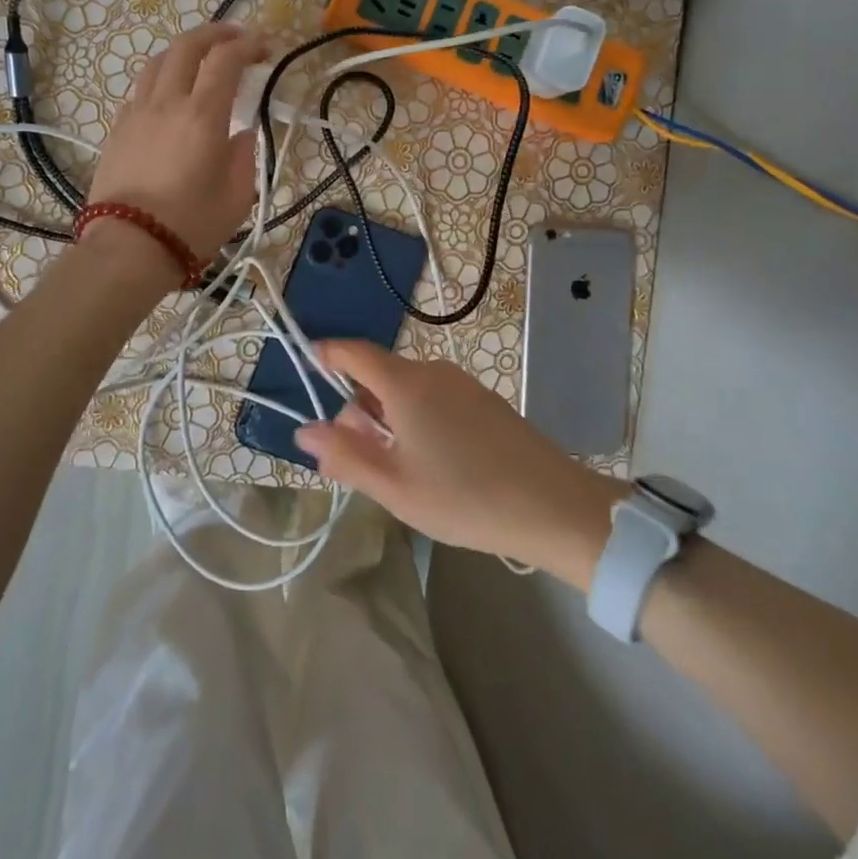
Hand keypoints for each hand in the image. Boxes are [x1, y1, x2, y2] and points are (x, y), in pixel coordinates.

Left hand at [87, 21, 265, 261]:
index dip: (248, 45)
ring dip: (184, 51)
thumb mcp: (238, 196)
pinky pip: (141, 89)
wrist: (129, 247)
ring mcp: (137, 113)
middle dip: (215, 33)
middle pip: (187, 46)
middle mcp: (167, 103)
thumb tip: (241, 134)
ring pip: (158, 62)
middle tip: (236, 38)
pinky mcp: (118, 129)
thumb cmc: (192, 225)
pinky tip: (171, 96)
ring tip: (201, 59)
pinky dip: (162, 79)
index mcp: (203, 115)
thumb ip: (245, 156)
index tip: (265, 48)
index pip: (225, 60)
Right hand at [295, 341, 628, 588]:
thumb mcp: (394, 486)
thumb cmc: (463, 496)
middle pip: (380, 375)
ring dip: (388, 418)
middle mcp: (433, 372)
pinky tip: (431, 462)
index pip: (355, 353)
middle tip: (355, 456)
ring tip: (395, 468)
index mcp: (405, 384)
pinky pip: (434, 398)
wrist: (552, 505)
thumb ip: (344, 455)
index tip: (309, 360)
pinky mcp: (484, 401)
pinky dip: (416, 419)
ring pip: (408, 390)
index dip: (328, 353)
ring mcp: (463, 384)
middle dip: (359, 407)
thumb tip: (305, 431)